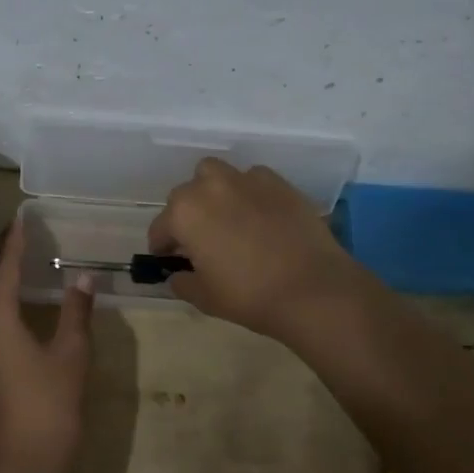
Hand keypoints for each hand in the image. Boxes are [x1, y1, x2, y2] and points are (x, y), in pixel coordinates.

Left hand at [0, 224, 95, 472]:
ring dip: (1, 278)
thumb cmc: (50, 404)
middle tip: (18, 233)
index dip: (13, 244)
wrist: (27, 466)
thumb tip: (82, 276)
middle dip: (1, 256)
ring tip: (19, 259)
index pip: (4, 271)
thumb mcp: (71, 354)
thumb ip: (76, 312)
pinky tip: (22, 304)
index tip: (21, 219)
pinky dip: (6, 300)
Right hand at [147, 159, 367, 342]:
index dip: (162, 247)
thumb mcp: (204, 297)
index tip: (169, 260)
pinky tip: (258, 215)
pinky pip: (251, 179)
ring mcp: (245, 179)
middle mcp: (209, 186)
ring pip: (215, 175)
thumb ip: (182, 282)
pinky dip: (247, 192)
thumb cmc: (249, 295)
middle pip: (185, 196)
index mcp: (184, 213)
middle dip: (186, 216)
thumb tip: (178, 275)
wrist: (313, 289)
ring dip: (212, 192)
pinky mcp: (277, 182)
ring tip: (225, 217)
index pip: (160, 228)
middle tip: (199, 242)